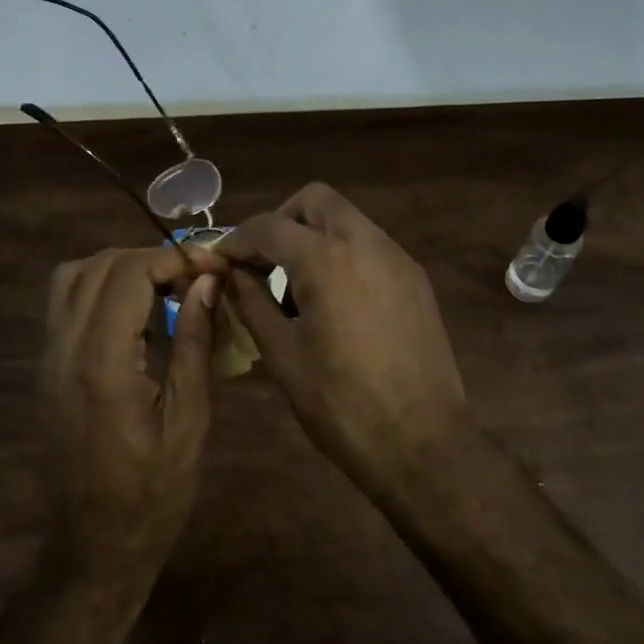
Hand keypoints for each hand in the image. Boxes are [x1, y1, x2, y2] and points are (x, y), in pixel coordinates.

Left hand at [39, 246, 223, 576]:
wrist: (93, 545)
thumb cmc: (154, 492)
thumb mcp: (189, 419)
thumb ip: (195, 343)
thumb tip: (206, 282)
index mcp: (101, 363)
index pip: (128, 273)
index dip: (174, 258)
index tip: (213, 267)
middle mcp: (64, 349)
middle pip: (99, 266)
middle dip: (151, 259)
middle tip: (195, 278)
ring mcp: (47, 358)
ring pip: (72, 277)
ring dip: (121, 269)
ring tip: (166, 290)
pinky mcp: (45, 369)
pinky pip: (65, 303)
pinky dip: (101, 289)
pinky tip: (138, 316)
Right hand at [217, 183, 470, 493]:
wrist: (422, 443)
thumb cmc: (342, 405)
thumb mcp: (283, 355)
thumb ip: (251, 303)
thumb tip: (229, 275)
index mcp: (327, 260)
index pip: (269, 226)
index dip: (237, 239)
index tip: (220, 261)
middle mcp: (367, 243)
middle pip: (316, 200)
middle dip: (281, 221)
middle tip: (262, 263)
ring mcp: (398, 259)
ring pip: (347, 219)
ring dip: (314, 236)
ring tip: (296, 288)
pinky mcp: (416, 279)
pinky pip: (370, 246)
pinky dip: (343, 254)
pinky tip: (333, 301)